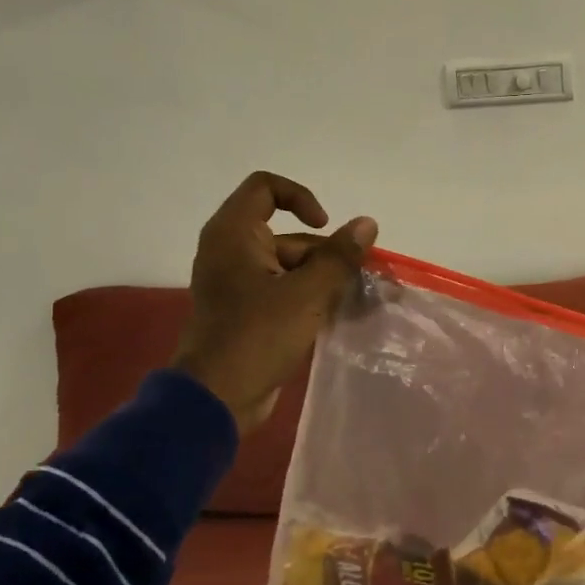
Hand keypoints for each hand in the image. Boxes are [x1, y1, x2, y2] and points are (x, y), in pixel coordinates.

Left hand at [172, 171, 377, 434]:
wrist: (217, 397)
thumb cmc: (258, 335)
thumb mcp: (308, 293)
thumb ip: (340, 256)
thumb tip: (367, 223)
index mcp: (234, 234)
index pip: (266, 187)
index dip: (301, 198)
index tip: (326, 227)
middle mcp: (231, 251)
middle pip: (287, 233)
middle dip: (325, 253)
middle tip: (356, 278)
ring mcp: (236, 283)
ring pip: (288, 265)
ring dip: (322, 279)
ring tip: (353, 301)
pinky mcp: (244, 311)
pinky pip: (282, 290)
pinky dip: (307, 297)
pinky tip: (334, 316)